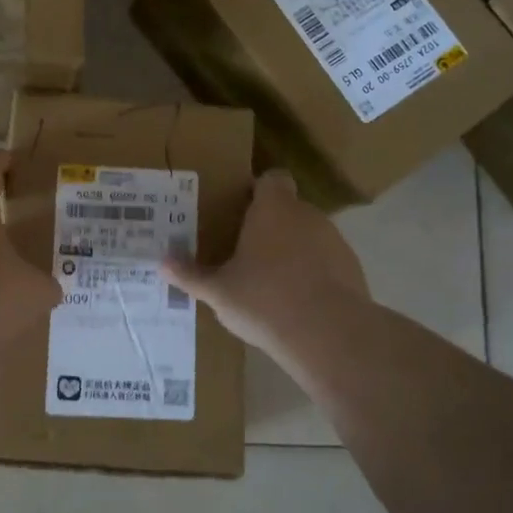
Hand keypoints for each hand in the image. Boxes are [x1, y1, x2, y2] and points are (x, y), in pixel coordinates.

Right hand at [162, 170, 367, 362]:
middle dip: (270, 225)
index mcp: (273, 210)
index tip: (241, 209)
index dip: (259, 190)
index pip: (272, 179)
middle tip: (245, 251)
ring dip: (292, 250)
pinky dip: (312, 273)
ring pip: (308, 235)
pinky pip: (325, 261)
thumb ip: (190, 275)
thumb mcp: (218, 291)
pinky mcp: (351, 267)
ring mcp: (334, 240)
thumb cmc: (264, 300)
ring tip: (270, 281)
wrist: (328, 334)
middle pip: (288, 208)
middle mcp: (306, 215)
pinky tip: (296, 301)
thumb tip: (161, 263)